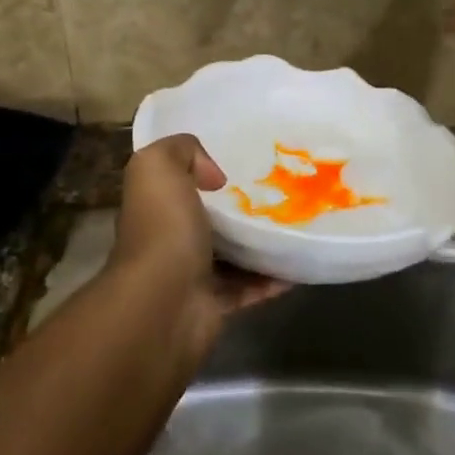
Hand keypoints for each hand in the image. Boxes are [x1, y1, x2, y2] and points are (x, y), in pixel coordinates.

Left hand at [111, 134, 285, 351]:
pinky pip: (249, 287)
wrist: (165, 302)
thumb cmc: (163, 228)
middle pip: (210, 218)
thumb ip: (181, 150)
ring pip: (232, 254)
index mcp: (156, 205)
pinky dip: (272, 278)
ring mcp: (191, 274)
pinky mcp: (215, 304)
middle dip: (241, 208)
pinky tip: (297, 264)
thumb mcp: (158, 166)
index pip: (178, 183)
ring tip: (296, 224)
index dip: (204, 171)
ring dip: (261, 244)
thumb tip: (213, 176)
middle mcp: (169, 238)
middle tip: (281, 193)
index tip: (243, 165)